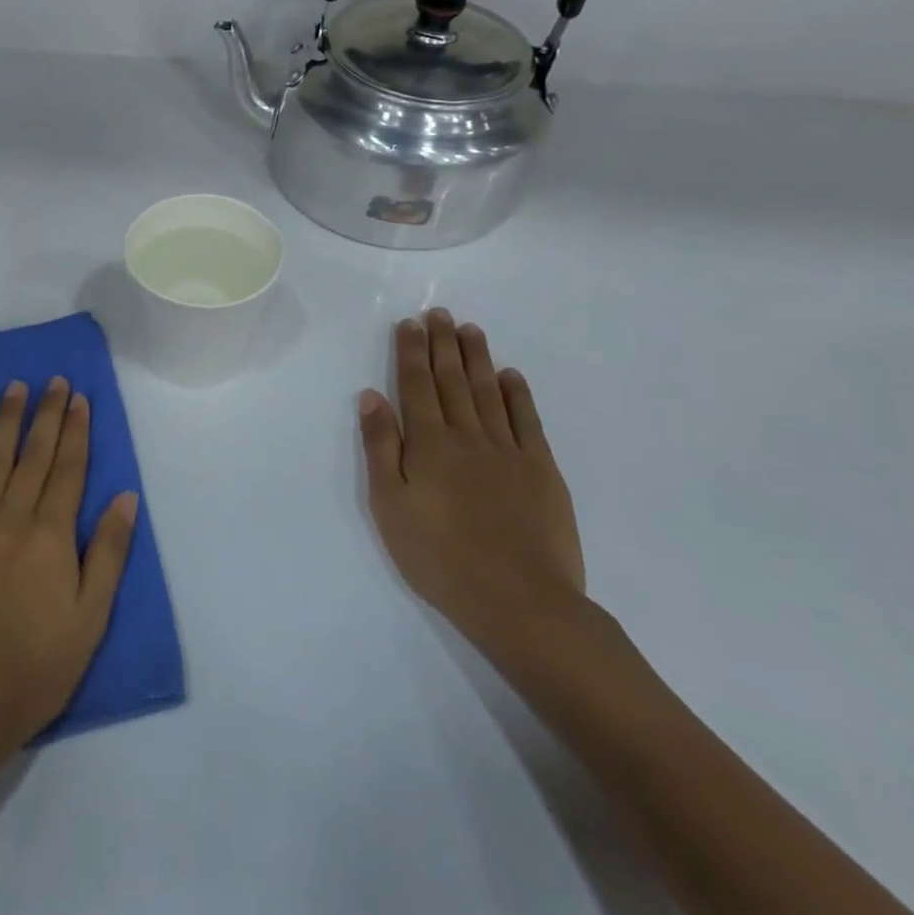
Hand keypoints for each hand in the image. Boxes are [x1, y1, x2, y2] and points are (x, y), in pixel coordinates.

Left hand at [0, 377, 138, 756]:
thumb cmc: (36, 665)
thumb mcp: (89, 619)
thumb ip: (107, 553)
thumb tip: (126, 497)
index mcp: (50, 537)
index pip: (68, 470)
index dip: (76, 432)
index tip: (80, 399)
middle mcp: (12, 518)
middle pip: (34, 455)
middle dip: (47, 414)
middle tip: (55, 380)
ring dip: (7, 420)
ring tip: (16, 388)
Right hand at [360, 309, 585, 662]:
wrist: (521, 602)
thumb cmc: (440, 556)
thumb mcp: (389, 505)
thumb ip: (380, 447)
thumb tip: (371, 396)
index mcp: (428, 444)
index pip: (415, 385)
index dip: (411, 352)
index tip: (410, 323)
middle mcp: (467, 436)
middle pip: (452, 380)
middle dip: (443, 344)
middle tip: (441, 313)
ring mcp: (509, 452)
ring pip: (489, 393)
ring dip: (477, 359)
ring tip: (471, 330)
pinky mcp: (542, 472)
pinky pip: (528, 422)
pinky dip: (518, 395)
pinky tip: (511, 376)